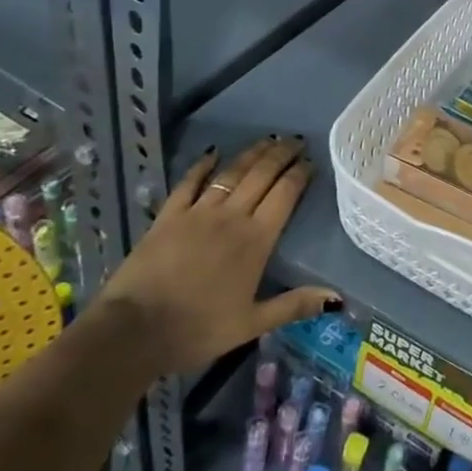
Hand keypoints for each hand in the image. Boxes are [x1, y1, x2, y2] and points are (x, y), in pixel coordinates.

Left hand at [96, 137, 339, 374]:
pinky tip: (212, 153)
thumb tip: (336, 297)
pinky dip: (202, 165)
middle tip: (296, 141)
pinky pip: (189, 182)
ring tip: (268, 140)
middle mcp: (231, 217)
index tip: (311, 162)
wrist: (134, 330)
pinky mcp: (169, 215)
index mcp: (256, 240)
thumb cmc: (198, 330)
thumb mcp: (252, 324)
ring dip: (252, 153)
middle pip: (262, 175)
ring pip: (231, 173)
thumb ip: (294, 305)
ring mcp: (198, 212)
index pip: (285, 195)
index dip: (300, 174)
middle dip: (282, 155)